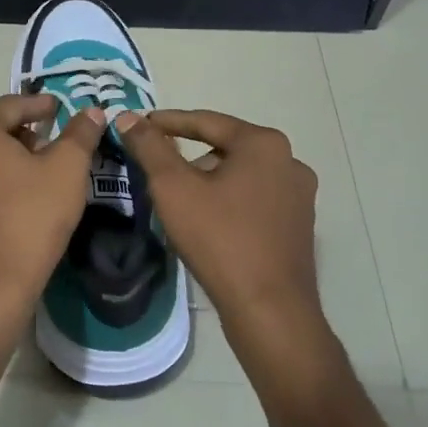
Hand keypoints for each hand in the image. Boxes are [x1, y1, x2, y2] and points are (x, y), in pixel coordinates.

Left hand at [0, 93, 105, 335]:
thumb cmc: (29, 218)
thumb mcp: (67, 170)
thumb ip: (80, 134)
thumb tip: (92, 112)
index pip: (13, 105)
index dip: (41, 106)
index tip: (59, 109)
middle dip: (23, 133)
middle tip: (53, 143)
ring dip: (7, 159)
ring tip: (37, 172)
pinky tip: (14, 201)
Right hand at [118, 110, 335, 377]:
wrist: (269, 310)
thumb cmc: (219, 239)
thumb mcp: (173, 188)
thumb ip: (149, 147)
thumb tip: (128, 117)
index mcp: (264, 144)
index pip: (206, 121)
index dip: (167, 122)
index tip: (138, 126)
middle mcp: (290, 161)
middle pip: (225, 148)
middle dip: (189, 157)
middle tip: (156, 171)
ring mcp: (299, 196)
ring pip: (240, 176)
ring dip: (209, 182)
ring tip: (180, 203)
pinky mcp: (299, 226)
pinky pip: (255, 200)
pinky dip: (229, 203)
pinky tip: (209, 224)